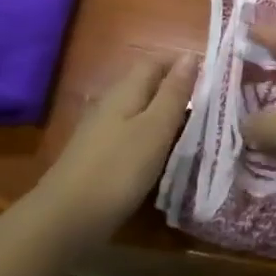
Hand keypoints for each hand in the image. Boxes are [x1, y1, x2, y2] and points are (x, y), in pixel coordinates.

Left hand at [36, 53, 196, 242]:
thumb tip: (191, 56)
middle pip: (146, 85)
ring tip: (191, 132)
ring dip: (163, 116)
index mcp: (126, 90)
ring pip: (138, 111)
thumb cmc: (118, 169)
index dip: (181, 64)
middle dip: (175, 90)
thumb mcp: (155, 129)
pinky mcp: (96, 156)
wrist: (65, 219)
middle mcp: (110, 103)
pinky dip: (149, 138)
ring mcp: (99, 130)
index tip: (210, 78)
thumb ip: (174, 93)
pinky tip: (160, 155)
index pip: (155, 62)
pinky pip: (129, 134)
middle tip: (207, 107)